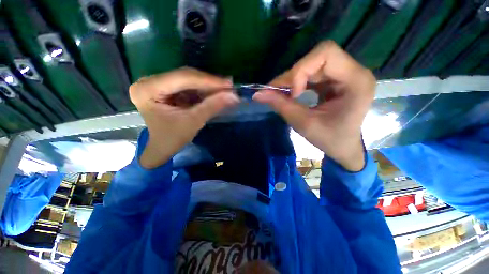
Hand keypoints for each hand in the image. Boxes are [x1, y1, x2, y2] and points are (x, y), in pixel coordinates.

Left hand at [129, 67, 239, 168]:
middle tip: (229, 86)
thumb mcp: (193, 122)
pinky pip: (187, 85)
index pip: (183, 78)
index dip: (208, 81)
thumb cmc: (172, 139)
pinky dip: (202, 90)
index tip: (229, 84)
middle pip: (185, 76)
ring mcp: (157, 83)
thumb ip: (212, 106)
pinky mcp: (165, 88)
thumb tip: (234, 96)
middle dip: (209, 83)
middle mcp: (149, 81)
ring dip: (207, 86)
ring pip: (188, 79)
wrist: (161, 148)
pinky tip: (214, 93)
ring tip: (225, 90)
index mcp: (147, 89)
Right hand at [253, 41, 375, 170]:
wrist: (343, 147)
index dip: (302, 70)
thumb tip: (258, 94)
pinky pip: (311, 73)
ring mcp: (345, 74)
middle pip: (317, 57)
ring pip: (311, 64)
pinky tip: (290, 93)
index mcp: (356, 81)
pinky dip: (297, 81)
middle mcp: (354, 71)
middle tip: (276, 92)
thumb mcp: (304, 124)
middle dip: (293, 75)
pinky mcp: (335, 79)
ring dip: (292, 78)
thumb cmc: (330, 140)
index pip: (326, 54)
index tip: (293, 94)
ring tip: (279, 93)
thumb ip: (281, 106)